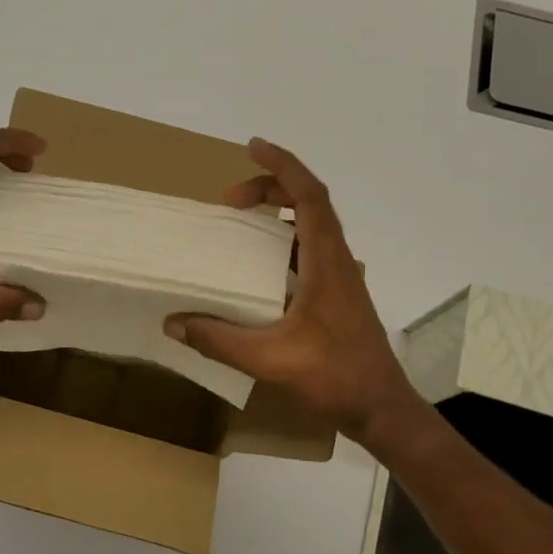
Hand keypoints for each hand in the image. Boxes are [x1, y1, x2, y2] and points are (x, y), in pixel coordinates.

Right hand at [165, 139, 423, 445]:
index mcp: (327, 263)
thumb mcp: (269, 359)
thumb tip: (173, 323)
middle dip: (272, 189)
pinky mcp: (339, 297)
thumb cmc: (333, 377)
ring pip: (313, 228)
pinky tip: (262, 268)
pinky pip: (311, 252)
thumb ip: (219, 340)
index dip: (283, 166)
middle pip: (312, 204)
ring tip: (243, 221)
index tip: (253, 146)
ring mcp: (342, 279)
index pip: (310, 196)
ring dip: (281, 214)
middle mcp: (338, 262)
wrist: (379, 407)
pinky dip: (286, 242)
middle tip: (231, 200)